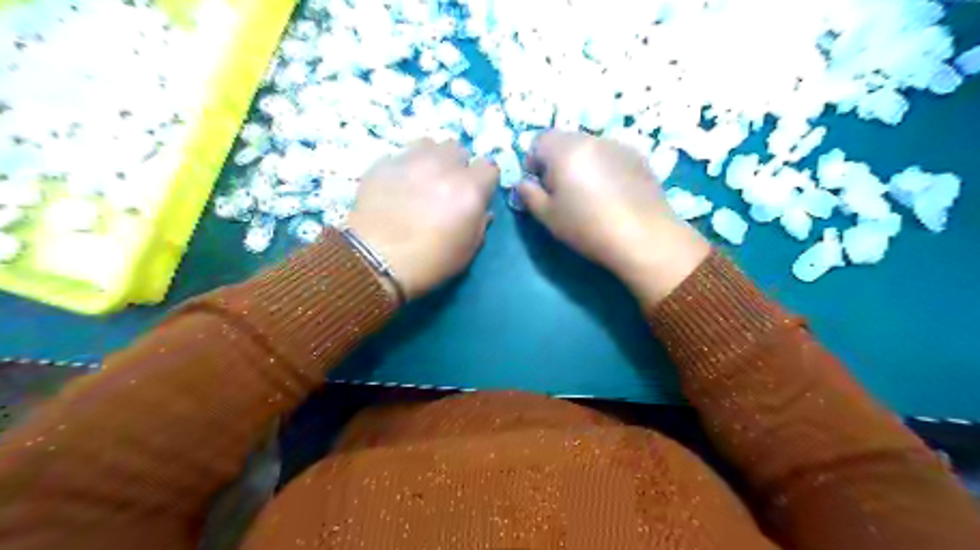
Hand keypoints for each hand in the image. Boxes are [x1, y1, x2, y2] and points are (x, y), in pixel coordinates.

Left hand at [346, 137, 497, 300]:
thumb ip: (480, 224)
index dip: (484, 181)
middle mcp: (444, 166)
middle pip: (459, 149)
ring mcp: (411, 160)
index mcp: (469, 189)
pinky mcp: (384, 162)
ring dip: (433, 159)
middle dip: (458, 166)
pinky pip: (402, 155)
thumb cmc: (430, 262)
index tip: (477, 195)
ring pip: (430, 144)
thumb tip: (481, 210)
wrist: (375, 260)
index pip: (489, 167)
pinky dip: (405, 167)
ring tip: (423, 180)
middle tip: (448, 188)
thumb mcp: (467, 251)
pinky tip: (398, 187)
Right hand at [515, 132, 709, 306]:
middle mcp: (591, 139)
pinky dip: (604, 168)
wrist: (643, 236)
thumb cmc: (587, 227)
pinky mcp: (638, 157)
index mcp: (565, 150)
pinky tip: (613, 194)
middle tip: (563, 192)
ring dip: (582, 163)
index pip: (539, 140)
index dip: (534, 161)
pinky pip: (611, 156)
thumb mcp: (548, 216)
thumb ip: (529, 195)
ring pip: (589, 147)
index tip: (540, 186)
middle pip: (565, 140)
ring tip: (590, 194)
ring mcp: (618, 145)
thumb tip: (524, 183)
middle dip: (557, 161)